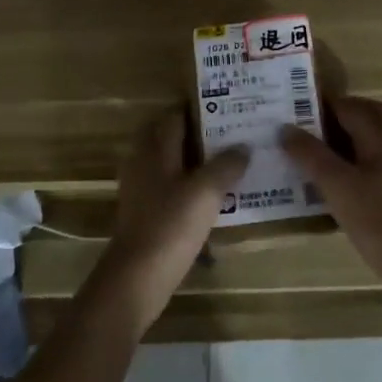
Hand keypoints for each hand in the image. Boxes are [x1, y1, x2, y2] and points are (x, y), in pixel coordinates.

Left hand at [90, 108, 249, 335]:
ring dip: (196, 162)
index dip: (198, 108)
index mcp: (155, 150)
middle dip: (197, 134)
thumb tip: (243, 146)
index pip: (174, 117)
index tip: (226, 105)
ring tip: (229, 163)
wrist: (138, 277)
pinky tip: (214, 197)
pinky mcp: (146, 215)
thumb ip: (226, 165)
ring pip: (171, 165)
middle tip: (231, 134)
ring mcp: (142, 191)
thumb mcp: (207, 191)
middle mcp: (144, 164)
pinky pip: (171, 190)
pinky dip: (190, 187)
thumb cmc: (171, 225)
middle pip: (169, 139)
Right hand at [280, 96, 381, 257]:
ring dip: (346, 140)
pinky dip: (352, 164)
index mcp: (381, 138)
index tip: (297, 106)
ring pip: (372, 142)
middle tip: (313, 124)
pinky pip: (372, 166)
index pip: (352, 107)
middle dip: (343, 115)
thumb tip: (285, 128)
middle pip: (371, 117)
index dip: (325, 103)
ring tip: (314, 152)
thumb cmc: (375, 217)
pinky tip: (332, 183)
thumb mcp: (336, 184)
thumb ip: (310, 155)